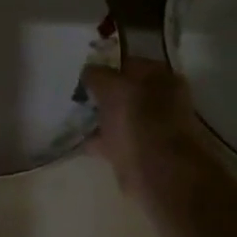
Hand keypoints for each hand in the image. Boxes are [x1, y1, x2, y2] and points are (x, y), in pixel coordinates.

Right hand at [82, 58, 206, 198]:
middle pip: (124, 91)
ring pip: (120, 116)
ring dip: (101, 118)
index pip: (126, 63)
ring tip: (74, 119)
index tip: (81, 77)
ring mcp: (154, 127)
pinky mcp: (144, 152)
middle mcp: (162, 98)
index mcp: (159, 76)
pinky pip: (116, 140)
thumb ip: (97, 75)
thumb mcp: (111, 88)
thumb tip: (88, 72)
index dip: (103, 67)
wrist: (159, 173)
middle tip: (76, 98)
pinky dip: (101, 141)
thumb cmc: (137, 121)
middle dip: (102, 95)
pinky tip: (81, 141)